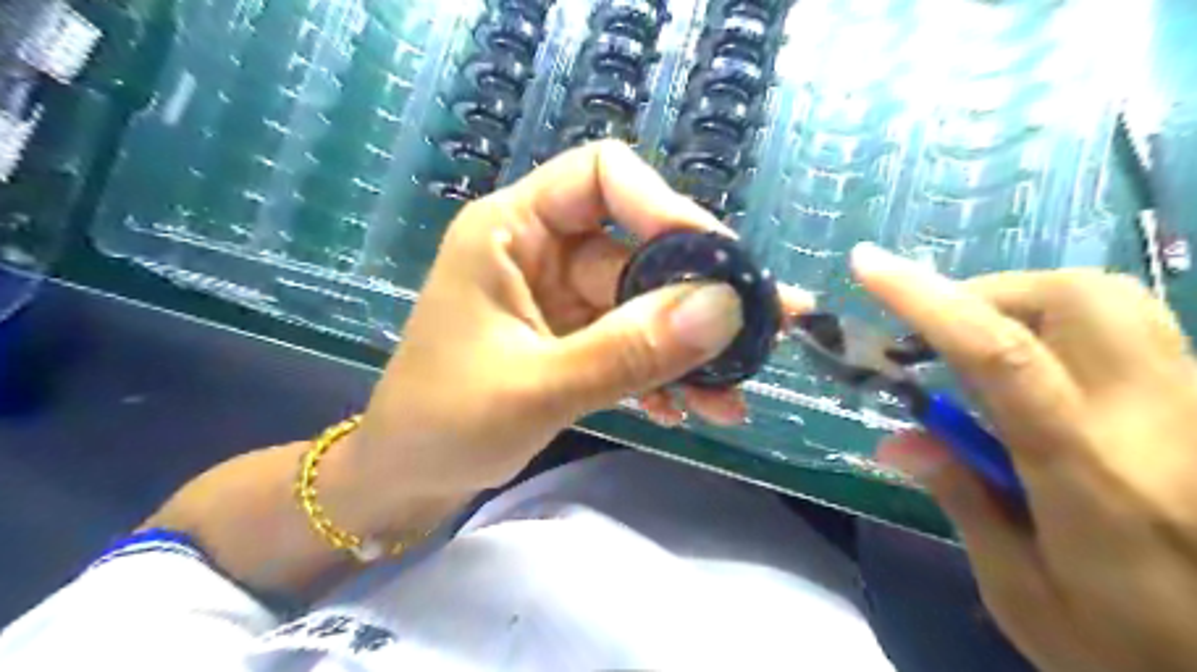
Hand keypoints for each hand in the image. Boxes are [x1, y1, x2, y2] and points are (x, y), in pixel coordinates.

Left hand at [345, 142, 814, 526]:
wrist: (406, 480)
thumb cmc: (444, 424)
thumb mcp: (539, 387)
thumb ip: (629, 349)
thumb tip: (724, 310)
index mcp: (512, 230)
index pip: (602, 176)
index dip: (664, 208)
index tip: (719, 265)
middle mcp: (542, 252)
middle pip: (639, 249)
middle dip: (700, 298)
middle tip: (766, 333)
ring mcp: (560, 299)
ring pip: (644, 304)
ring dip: (690, 349)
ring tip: (734, 397)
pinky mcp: (571, 340)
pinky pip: (630, 341)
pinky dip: (661, 373)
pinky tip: (686, 411)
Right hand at [857, 244, 1195, 671]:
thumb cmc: (1135, 653)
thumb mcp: (1022, 595)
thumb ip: (960, 500)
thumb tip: (897, 439)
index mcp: (1090, 475)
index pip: (1001, 355)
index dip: (928, 300)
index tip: (869, 268)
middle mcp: (1155, 421)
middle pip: (1077, 298)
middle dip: (986, 293)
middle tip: (936, 333)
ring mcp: (1193, 408)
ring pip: (1113, 301)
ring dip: (1024, 302)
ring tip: (976, 344)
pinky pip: (1131, 330)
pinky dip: (1061, 324)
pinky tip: (1033, 368)